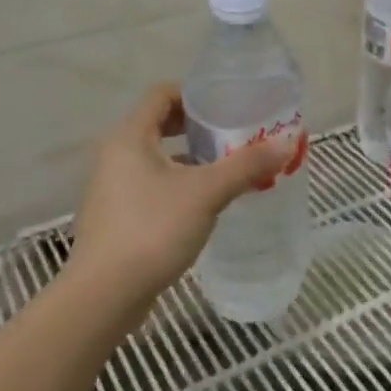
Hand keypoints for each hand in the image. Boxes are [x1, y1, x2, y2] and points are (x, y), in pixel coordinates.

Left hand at [69, 83, 293, 310]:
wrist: (104, 297)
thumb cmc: (153, 229)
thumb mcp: (207, 192)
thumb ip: (246, 165)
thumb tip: (286, 143)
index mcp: (130, 136)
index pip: (162, 94)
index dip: (195, 93)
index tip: (227, 105)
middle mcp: (115, 155)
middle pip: (160, 124)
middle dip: (198, 127)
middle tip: (233, 134)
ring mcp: (112, 187)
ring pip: (157, 157)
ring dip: (191, 158)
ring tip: (227, 167)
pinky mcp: (116, 217)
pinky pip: (151, 185)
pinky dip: (178, 183)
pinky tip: (205, 202)